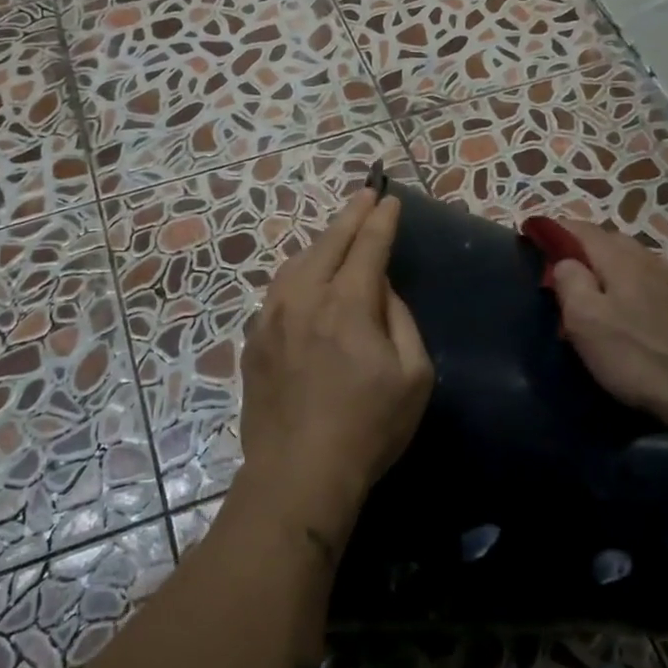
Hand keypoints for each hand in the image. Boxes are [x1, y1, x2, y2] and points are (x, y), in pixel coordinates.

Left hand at [236, 188, 434, 555]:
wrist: (297, 471)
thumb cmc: (368, 427)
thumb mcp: (413, 375)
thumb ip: (400, 320)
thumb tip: (381, 290)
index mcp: (347, 303)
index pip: (368, 246)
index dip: (382, 219)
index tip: (390, 199)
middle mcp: (304, 298)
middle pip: (328, 243)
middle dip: (351, 215)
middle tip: (365, 196)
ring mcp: (271, 317)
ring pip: (296, 262)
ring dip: (320, 242)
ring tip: (337, 233)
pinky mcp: (253, 340)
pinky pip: (277, 291)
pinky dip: (297, 273)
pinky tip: (303, 278)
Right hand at [549, 221, 667, 426]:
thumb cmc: (636, 357)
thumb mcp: (584, 322)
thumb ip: (571, 284)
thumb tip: (566, 261)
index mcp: (621, 263)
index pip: (586, 232)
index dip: (562, 229)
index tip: (542, 231)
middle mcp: (657, 264)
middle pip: (621, 243)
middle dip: (596, 246)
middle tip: (578, 263)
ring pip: (657, 262)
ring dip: (636, 265)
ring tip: (625, 282)